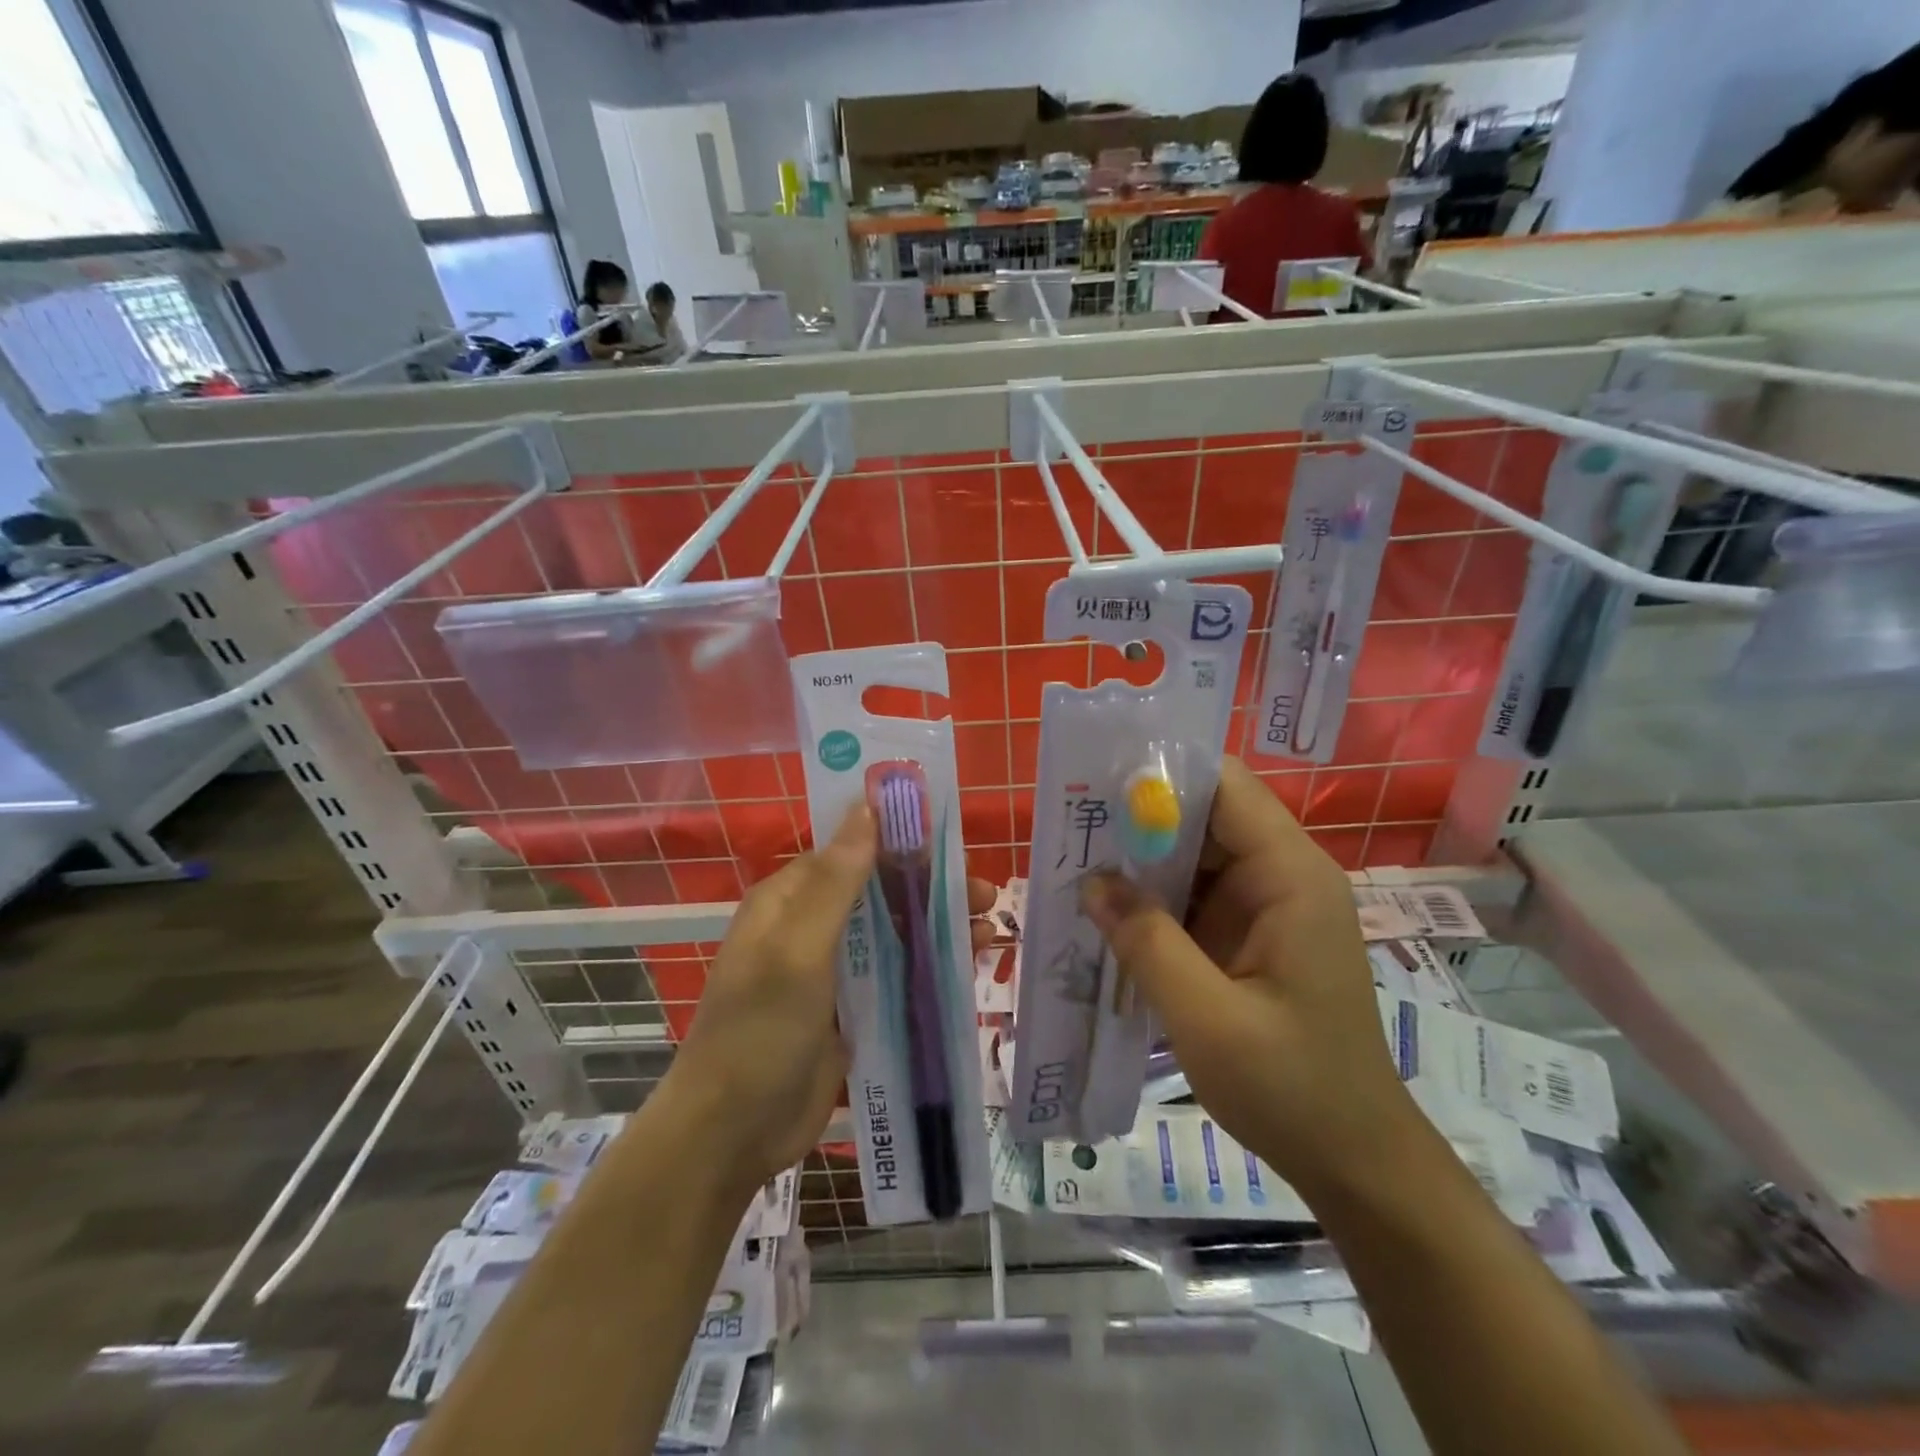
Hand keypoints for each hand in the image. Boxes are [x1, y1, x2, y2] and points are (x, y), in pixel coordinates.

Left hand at [667, 803, 997, 1192]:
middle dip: (930, 886)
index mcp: (789, 900)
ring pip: (893, 931)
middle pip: (879, 890)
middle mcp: (810, 926)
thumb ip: (836, 882)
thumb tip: (866, 807)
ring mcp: (831, 970)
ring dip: (937, 923)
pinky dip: (929, 962)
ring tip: (989, 925)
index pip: (851, 851)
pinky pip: (895, 973)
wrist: (733, 1134)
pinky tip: (968, 961)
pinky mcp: (850, 1009)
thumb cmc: (760, 1032)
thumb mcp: (797, 950)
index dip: (899, 842)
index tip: (950, 842)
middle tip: (984, 891)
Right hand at [1081, 758, 1420, 1203]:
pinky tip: (1105, 907)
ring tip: (1074, 858)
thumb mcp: (1206, 1017)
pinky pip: (1193, 895)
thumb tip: (1091, 881)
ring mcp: (1265, 905)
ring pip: (1193, 855)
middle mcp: (1281, 876)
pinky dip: (1152, 897)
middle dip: (1139, 817)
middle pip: (1205, 815)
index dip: (1164, 775)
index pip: (1226, 787)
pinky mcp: (1248, 934)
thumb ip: (1146, 941)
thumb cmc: (1292, 1088)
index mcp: (1290, 876)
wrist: (1355, 1161)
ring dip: (1140, 858)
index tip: (1098, 783)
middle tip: (1071, 824)